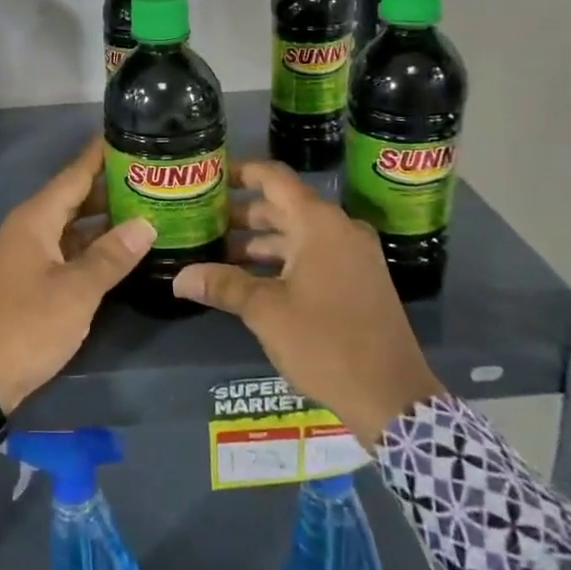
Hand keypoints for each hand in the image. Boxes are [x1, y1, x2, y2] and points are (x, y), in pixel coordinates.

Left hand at [0, 138, 154, 413]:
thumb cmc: (26, 326)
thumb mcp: (76, 291)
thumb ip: (112, 256)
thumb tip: (145, 223)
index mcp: (35, 219)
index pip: (74, 174)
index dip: (101, 155)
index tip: (130, 135)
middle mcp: (27, 229)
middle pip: (72, 198)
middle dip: (109, 188)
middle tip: (151, 178)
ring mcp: (24, 255)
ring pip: (69, 226)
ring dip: (101, 220)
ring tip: (143, 211)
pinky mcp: (25, 280)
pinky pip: (63, 249)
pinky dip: (89, 247)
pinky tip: (116, 252)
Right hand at [173, 160, 443, 446]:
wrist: (392, 397)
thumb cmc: (325, 342)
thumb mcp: (266, 312)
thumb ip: (223, 285)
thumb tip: (179, 278)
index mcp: (318, 223)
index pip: (274, 178)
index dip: (241, 172)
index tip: (211, 177)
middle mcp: (339, 229)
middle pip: (283, 207)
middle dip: (242, 215)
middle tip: (203, 222)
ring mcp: (353, 256)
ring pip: (297, 234)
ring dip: (260, 242)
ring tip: (218, 255)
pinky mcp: (358, 281)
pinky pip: (313, 255)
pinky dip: (282, 260)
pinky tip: (251, 281)